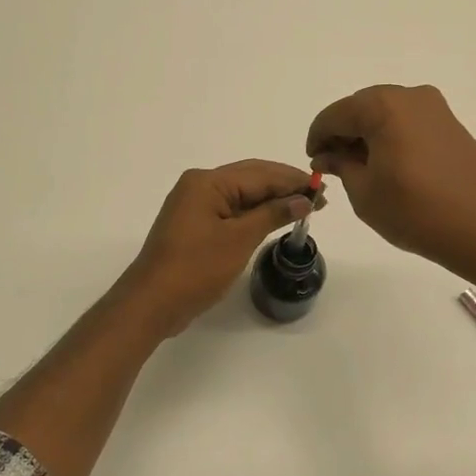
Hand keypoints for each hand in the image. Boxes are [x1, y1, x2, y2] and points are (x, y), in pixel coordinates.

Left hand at [121, 160, 314, 334]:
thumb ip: (272, 214)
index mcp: (207, 182)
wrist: (152, 302)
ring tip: (304, 207)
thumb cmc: (196, 268)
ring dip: (271, 200)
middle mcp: (199, 186)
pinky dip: (254, 213)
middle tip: (319, 197)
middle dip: (285, 187)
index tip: (323, 189)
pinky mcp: (195, 225)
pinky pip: (231, 210)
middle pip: (250, 178)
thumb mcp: (239, 239)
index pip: (260, 173)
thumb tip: (303, 200)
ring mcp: (194, 206)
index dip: (293, 181)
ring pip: (242, 195)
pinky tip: (274, 219)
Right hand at [306, 84, 475, 273]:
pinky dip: (392, 139)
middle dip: (344, 134)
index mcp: (382, 106)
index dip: (318, 138)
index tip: (313, 163)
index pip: (335, 115)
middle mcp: (410, 97)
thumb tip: (330, 154)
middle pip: (362, 108)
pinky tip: (390, 168)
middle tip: (334, 167)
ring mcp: (436, 109)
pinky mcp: (452, 126)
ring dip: (369, 137)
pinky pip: (410, 124)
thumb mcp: (364, 192)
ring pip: (387, 115)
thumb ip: (341, 165)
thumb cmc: (415, 211)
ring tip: (362, 171)